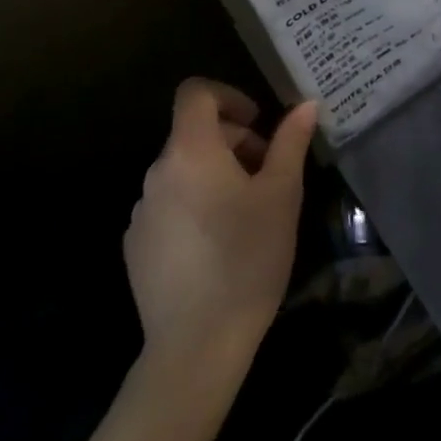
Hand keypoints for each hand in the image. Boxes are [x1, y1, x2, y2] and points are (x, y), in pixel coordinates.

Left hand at [125, 79, 316, 367]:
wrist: (196, 347)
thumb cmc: (247, 258)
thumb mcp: (282, 194)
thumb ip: (290, 142)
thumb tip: (305, 105)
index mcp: (190, 151)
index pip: (195, 93)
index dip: (228, 95)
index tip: (257, 123)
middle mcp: (157, 172)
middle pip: (193, 133)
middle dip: (233, 142)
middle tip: (267, 173)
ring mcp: (141, 211)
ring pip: (182, 171)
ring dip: (214, 174)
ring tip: (246, 213)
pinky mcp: (136, 246)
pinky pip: (168, 205)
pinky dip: (193, 206)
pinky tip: (217, 245)